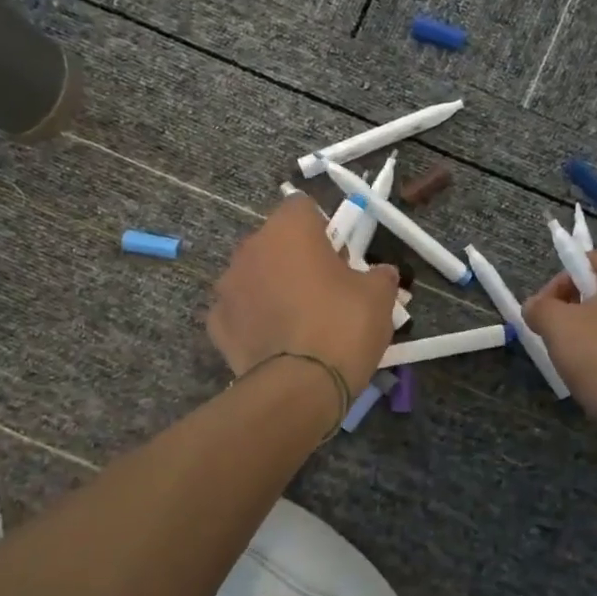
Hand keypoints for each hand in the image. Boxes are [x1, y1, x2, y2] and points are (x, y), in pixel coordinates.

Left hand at [208, 196, 399, 392]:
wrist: (299, 387)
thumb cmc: (342, 326)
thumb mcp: (379, 297)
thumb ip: (379, 275)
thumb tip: (380, 273)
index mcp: (288, 230)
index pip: (302, 207)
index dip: (324, 228)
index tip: (340, 256)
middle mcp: (250, 249)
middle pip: (275, 242)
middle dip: (295, 258)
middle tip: (324, 290)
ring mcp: (227, 287)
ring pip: (254, 276)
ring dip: (272, 287)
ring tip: (298, 321)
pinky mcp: (216, 324)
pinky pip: (240, 311)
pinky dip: (255, 320)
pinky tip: (276, 343)